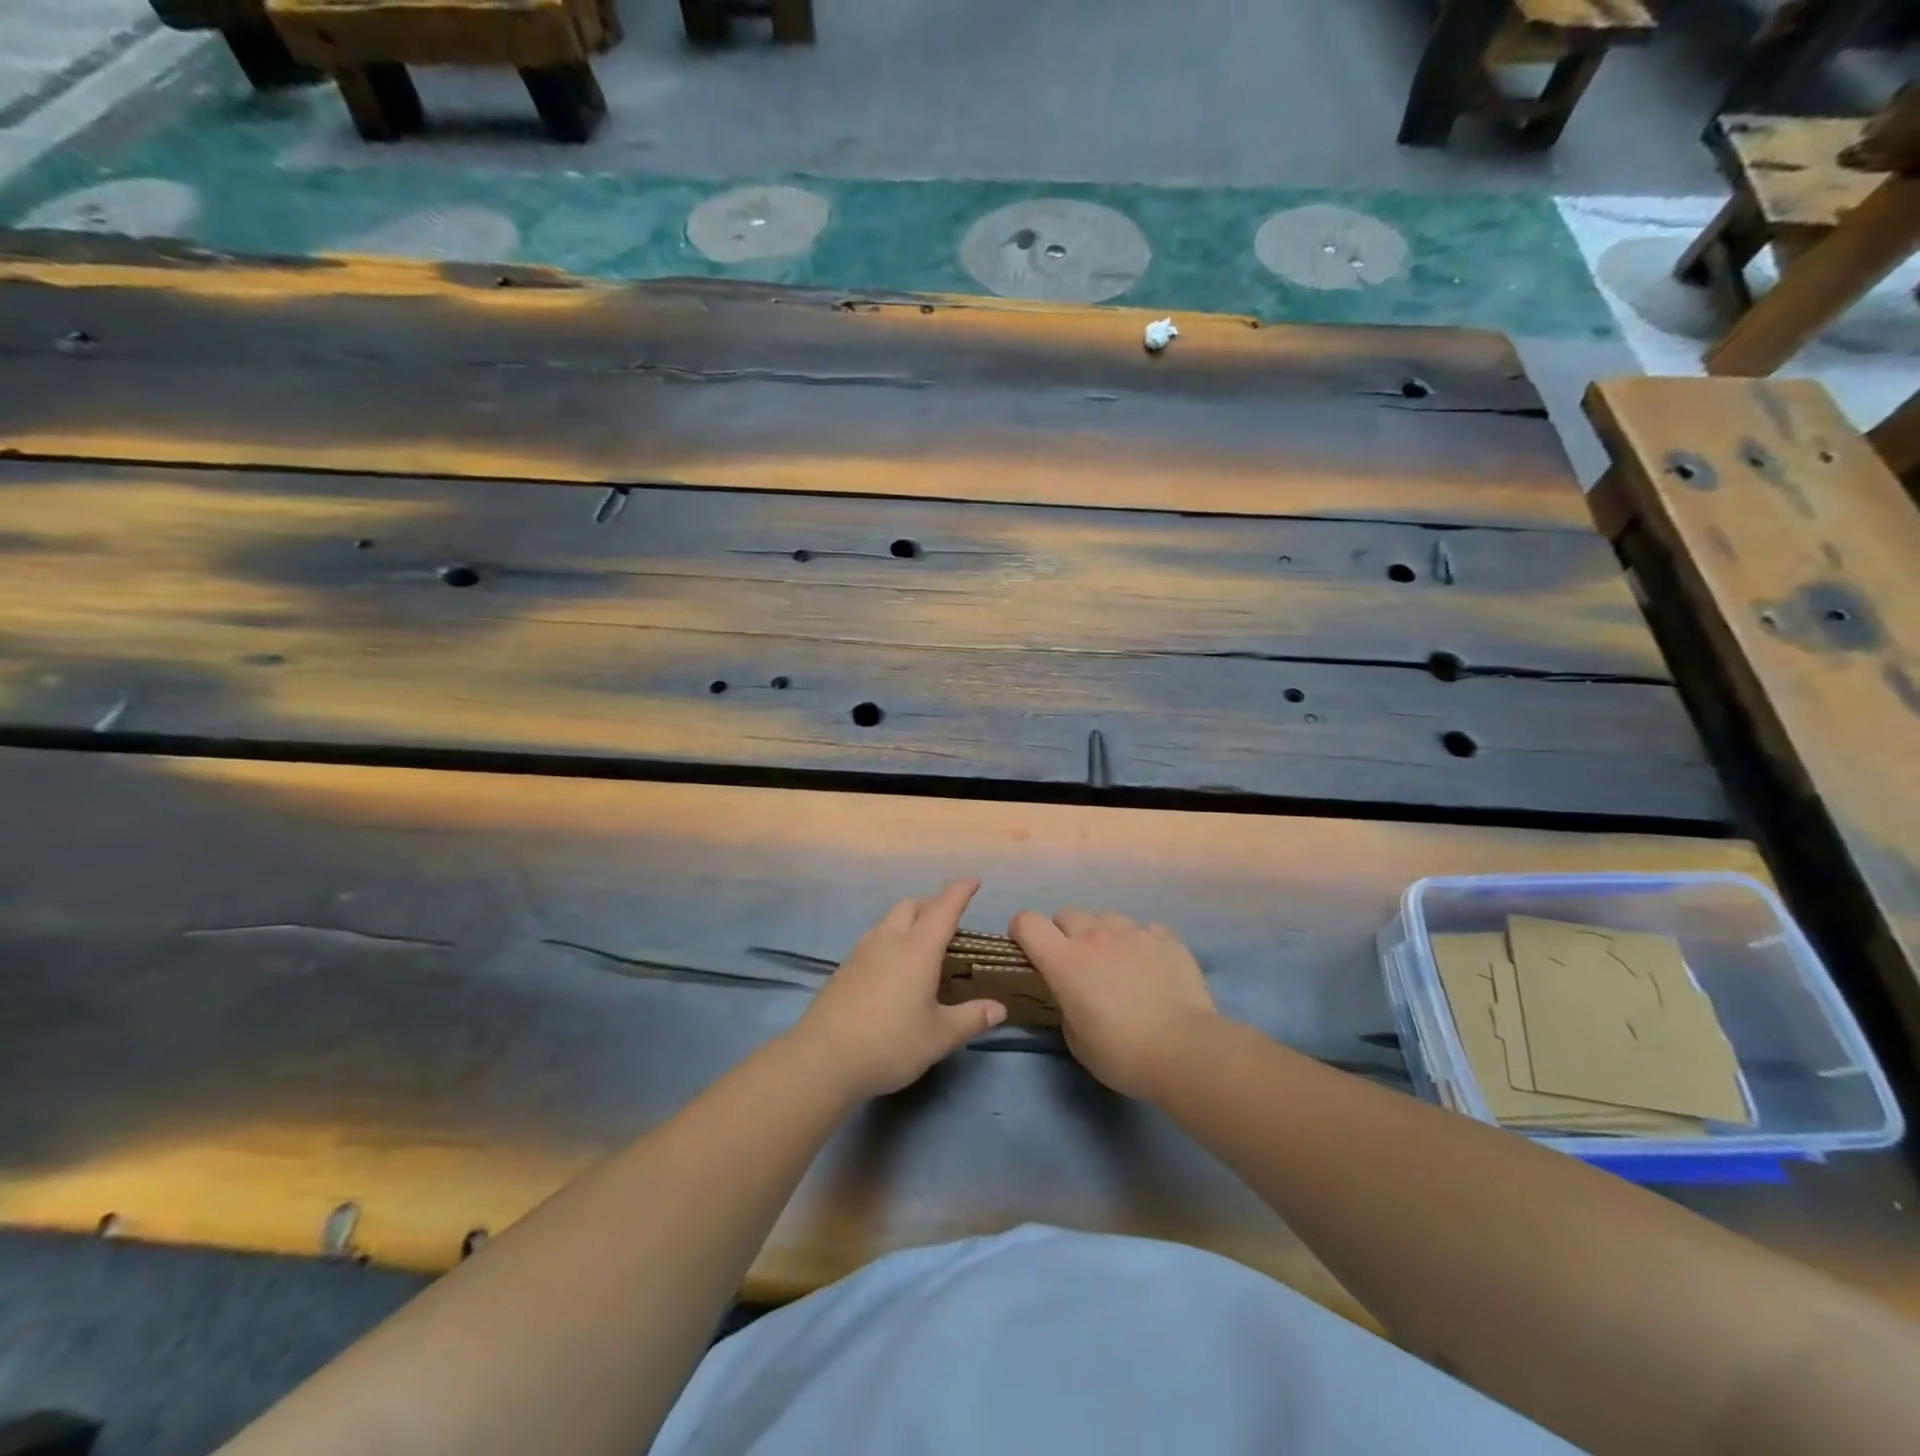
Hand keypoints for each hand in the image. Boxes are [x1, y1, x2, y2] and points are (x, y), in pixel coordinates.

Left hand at [791, 879, 1006, 1099]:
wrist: (823, 1059)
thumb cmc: (890, 1043)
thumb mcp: (939, 1036)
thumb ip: (971, 1018)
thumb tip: (999, 1008)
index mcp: (917, 948)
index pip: (944, 908)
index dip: (960, 891)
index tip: (973, 880)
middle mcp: (889, 940)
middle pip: (911, 905)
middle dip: (932, 906)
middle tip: (948, 926)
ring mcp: (861, 951)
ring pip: (889, 921)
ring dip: (909, 923)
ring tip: (922, 949)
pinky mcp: (844, 968)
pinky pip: (873, 940)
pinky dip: (890, 942)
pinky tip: (893, 972)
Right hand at [1010, 908, 1217, 1098]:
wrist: (1186, 1050)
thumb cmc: (1122, 1053)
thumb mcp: (1077, 1041)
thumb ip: (1066, 1008)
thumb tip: (1074, 998)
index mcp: (1064, 960)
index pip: (1027, 922)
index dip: (1021, 932)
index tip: (1027, 950)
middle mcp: (1095, 935)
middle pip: (1066, 914)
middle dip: (1065, 933)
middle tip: (1078, 964)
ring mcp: (1133, 932)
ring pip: (1106, 917)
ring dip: (1104, 935)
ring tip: (1118, 963)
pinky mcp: (1166, 938)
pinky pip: (1145, 929)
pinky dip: (1142, 943)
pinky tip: (1152, 968)